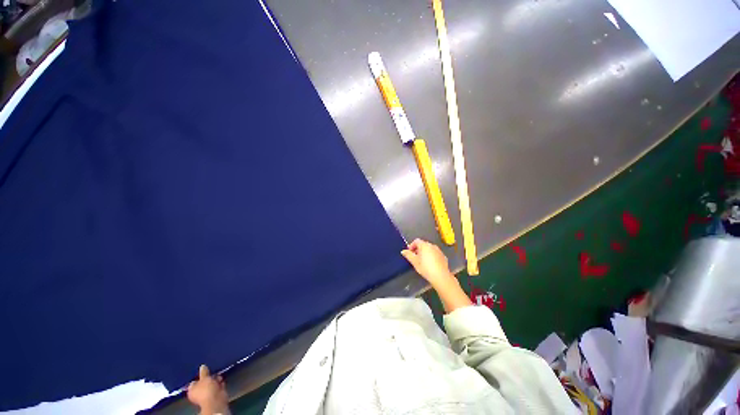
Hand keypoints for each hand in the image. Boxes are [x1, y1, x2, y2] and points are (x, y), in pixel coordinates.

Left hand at [187, 365, 229, 414]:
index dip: (199, 376)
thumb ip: (203, 372)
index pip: (194, 381)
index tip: (204, 370)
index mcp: (192, 390)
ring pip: (211, 384)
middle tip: (213, 372)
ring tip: (219, 376)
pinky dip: (220, 383)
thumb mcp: (204, 377)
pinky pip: (217, 386)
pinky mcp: (215, 394)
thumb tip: (202, 366)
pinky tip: (222, 380)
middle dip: (209, 377)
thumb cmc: (206, 389)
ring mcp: (207, 394)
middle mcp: (198, 392)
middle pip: (204, 382)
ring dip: (216, 379)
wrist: (216, 399)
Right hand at [401, 239, 454, 288]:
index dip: (411, 246)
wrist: (441, 276)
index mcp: (424, 245)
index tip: (409, 253)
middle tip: (415, 257)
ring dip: (424, 253)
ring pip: (429, 249)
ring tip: (422, 261)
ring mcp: (439, 250)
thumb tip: (403, 251)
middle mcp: (432, 245)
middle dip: (418, 249)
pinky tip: (430, 264)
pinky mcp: (443, 256)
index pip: (416, 241)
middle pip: (423, 244)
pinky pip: (435, 253)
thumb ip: (408, 255)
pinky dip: (431, 256)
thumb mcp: (414, 262)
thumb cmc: (426, 268)